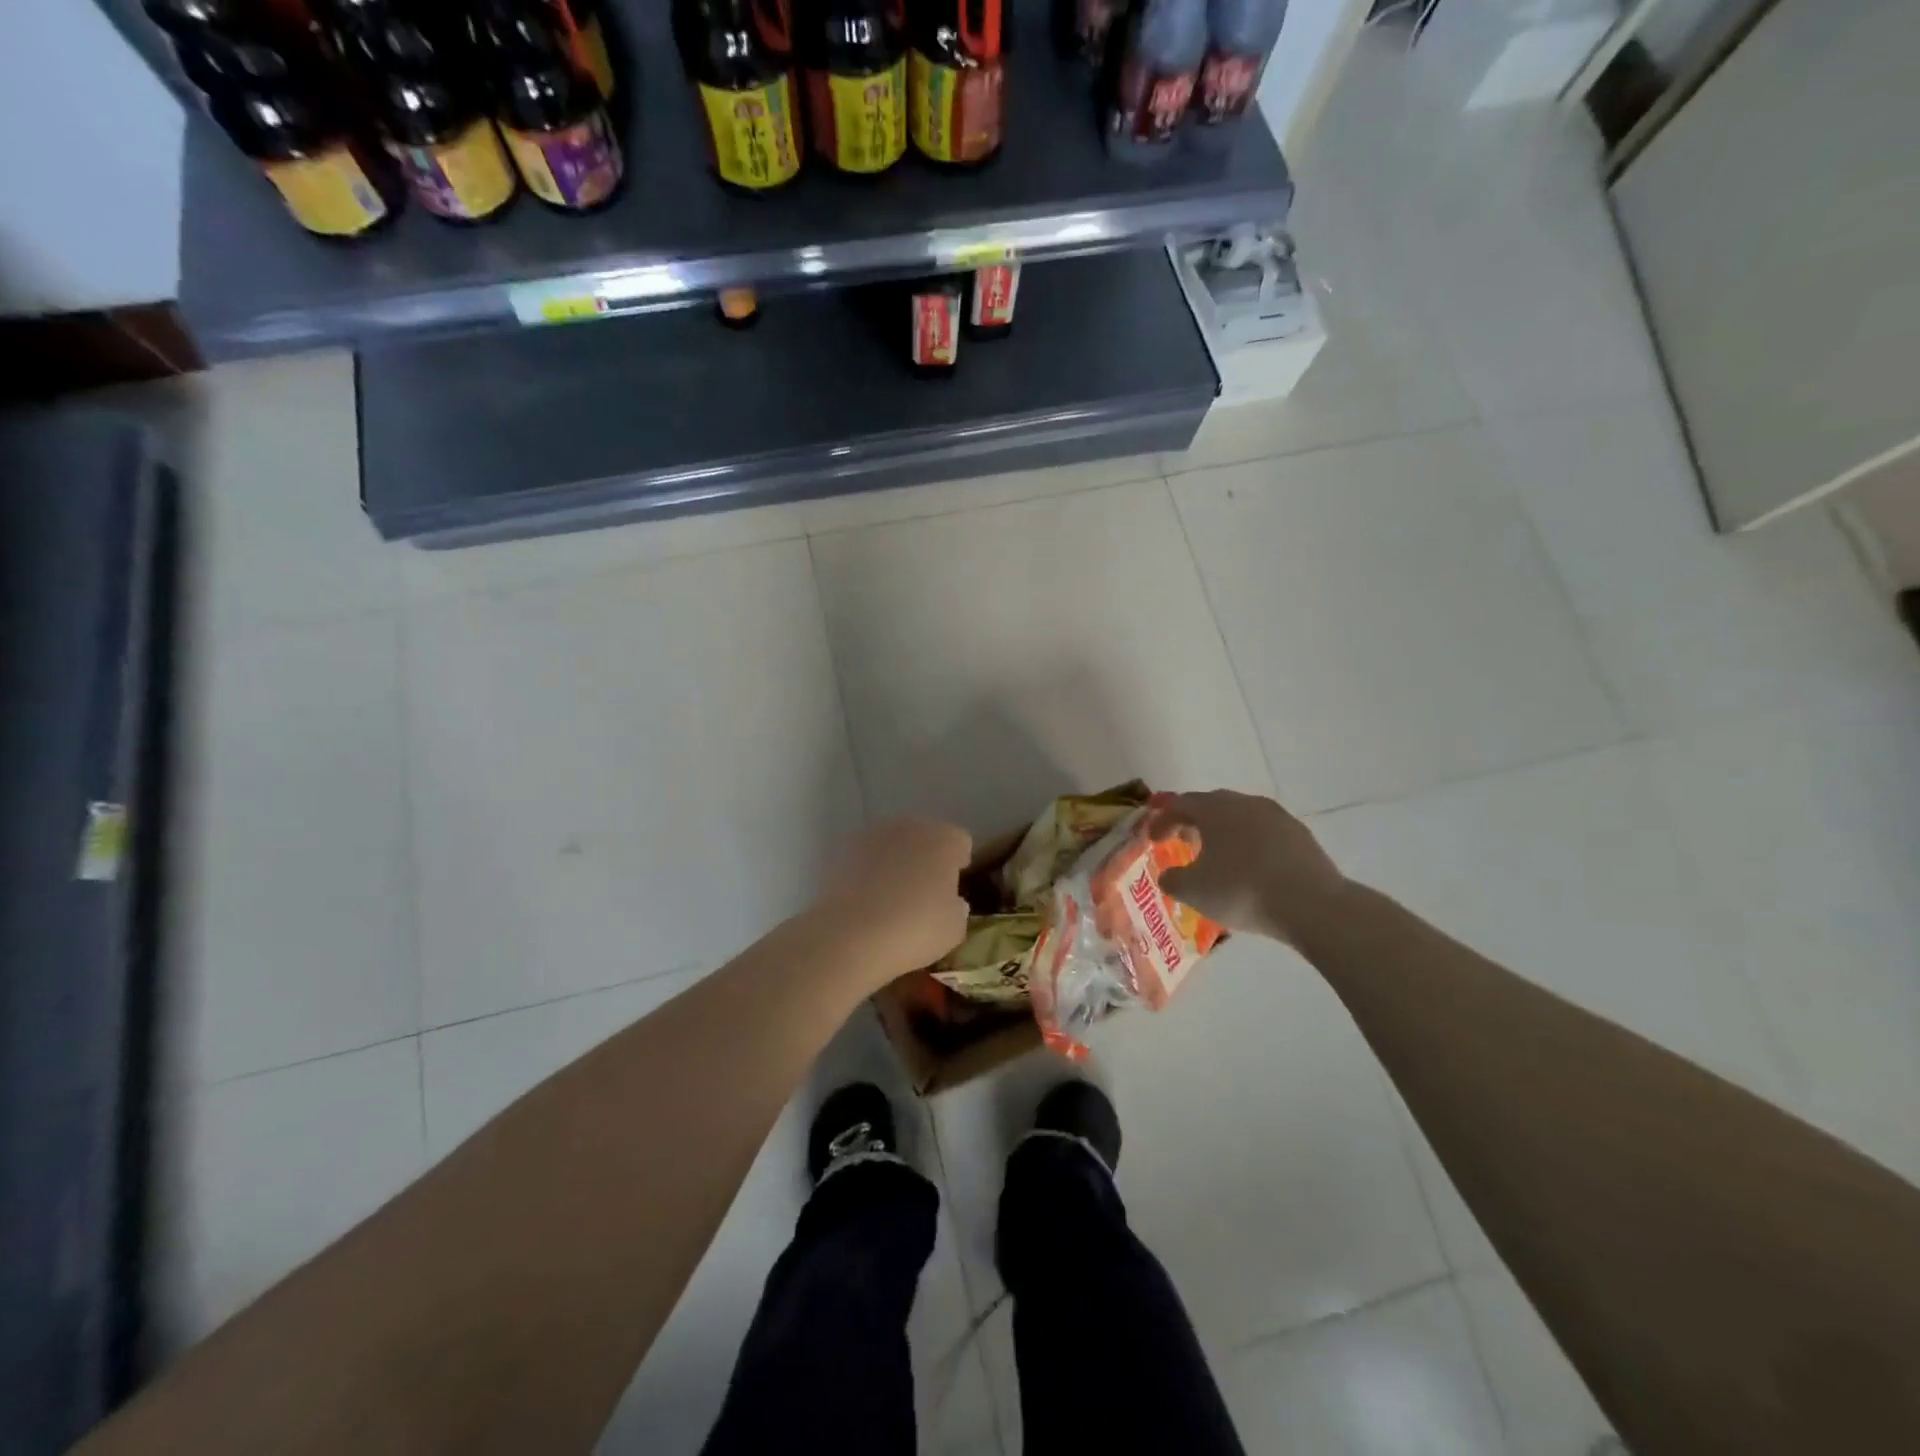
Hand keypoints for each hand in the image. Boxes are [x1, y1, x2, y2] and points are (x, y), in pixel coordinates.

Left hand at [814, 816, 971, 985]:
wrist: (851, 934)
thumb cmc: (914, 929)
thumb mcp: (953, 930)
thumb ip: (958, 909)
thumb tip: (952, 902)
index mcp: (944, 839)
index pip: (960, 842)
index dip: (958, 864)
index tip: (952, 889)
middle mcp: (911, 826)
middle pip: (925, 836)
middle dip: (926, 857)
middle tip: (922, 892)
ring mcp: (874, 834)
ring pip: (893, 842)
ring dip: (896, 860)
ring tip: (890, 896)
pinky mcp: (844, 848)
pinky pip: (866, 855)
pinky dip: (868, 869)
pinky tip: (865, 898)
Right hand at [1154, 790, 1348, 944]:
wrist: (1312, 904)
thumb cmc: (1242, 890)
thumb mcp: (1194, 891)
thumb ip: (1173, 880)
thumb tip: (1168, 875)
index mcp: (1215, 809)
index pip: (1180, 805)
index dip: (1162, 821)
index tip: (1153, 840)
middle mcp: (1245, 803)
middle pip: (1212, 805)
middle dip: (1194, 822)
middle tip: (1184, 841)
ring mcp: (1277, 816)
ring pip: (1241, 817)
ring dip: (1224, 832)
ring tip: (1219, 856)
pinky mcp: (1301, 835)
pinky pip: (1265, 833)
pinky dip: (1251, 844)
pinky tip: (1251, 867)